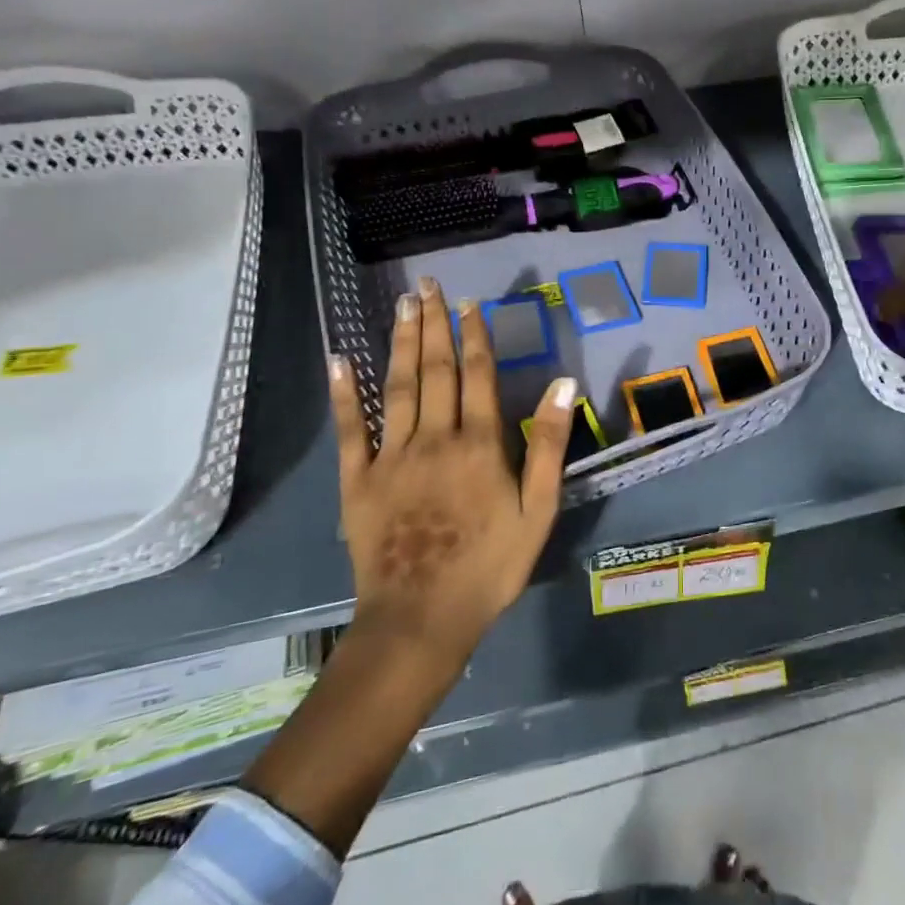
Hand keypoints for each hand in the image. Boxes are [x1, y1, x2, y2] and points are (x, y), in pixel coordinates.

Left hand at [330, 277, 573, 679]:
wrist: (422, 619)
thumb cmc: (490, 565)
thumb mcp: (539, 510)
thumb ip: (550, 444)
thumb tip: (564, 383)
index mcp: (479, 444)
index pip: (477, 375)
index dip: (474, 336)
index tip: (469, 303)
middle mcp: (434, 438)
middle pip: (435, 370)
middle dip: (433, 324)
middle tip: (427, 285)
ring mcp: (391, 457)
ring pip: (397, 387)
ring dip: (400, 342)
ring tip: (402, 305)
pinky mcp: (358, 480)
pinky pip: (350, 429)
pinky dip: (344, 393)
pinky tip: (340, 359)